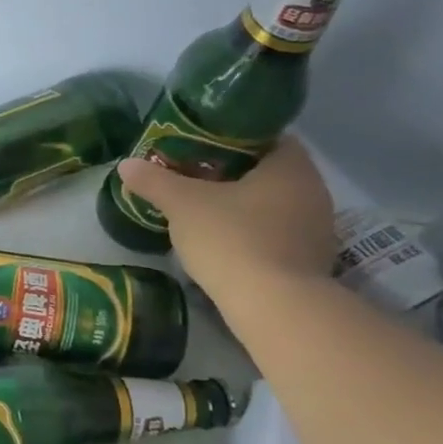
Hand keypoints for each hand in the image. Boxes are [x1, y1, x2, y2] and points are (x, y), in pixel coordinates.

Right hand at [116, 137, 335, 303]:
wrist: (274, 306)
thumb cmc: (232, 239)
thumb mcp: (182, 205)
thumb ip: (155, 181)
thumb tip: (125, 164)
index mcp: (291, 168)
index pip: (268, 137)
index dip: (234, 138)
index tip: (202, 146)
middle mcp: (314, 191)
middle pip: (270, 171)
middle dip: (234, 172)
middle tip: (194, 176)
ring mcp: (317, 229)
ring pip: (274, 203)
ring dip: (244, 204)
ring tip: (204, 209)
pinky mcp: (310, 260)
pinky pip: (278, 232)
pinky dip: (253, 231)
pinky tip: (224, 241)